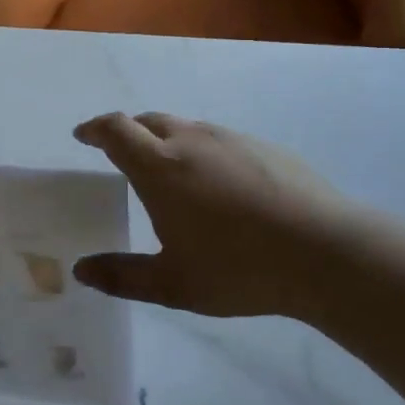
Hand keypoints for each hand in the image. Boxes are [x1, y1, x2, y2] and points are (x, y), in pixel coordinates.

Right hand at [71, 112, 365, 321]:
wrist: (323, 251)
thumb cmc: (238, 269)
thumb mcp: (172, 284)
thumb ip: (122, 276)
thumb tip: (81, 270)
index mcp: (160, 167)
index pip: (116, 130)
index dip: (95, 129)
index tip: (83, 135)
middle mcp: (192, 141)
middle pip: (149, 121)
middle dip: (128, 132)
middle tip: (121, 155)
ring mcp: (232, 139)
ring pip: (187, 128)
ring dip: (167, 140)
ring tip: (170, 173)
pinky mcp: (264, 146)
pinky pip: (219, 139)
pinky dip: (202, 151)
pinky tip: (219, 186)